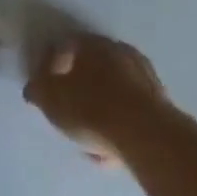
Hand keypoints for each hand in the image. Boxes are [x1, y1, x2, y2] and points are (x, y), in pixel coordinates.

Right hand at [24, 33, 168, 165]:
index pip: (65, 45)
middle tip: (68, 110)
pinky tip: (109, 151)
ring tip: (88, 139)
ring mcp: (145, 77)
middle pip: (92, 67)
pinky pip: (131, 113)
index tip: (45, 86)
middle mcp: (120, 52)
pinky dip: (119, 126)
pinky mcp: (162, 105)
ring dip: (100, 110)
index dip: (51, 64)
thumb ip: (38, 89)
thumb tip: (34, 88)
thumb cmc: (91, 109)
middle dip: (79, 87)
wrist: (147, 137)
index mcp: (91, 44)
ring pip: (114, 92)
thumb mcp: (50, 99)